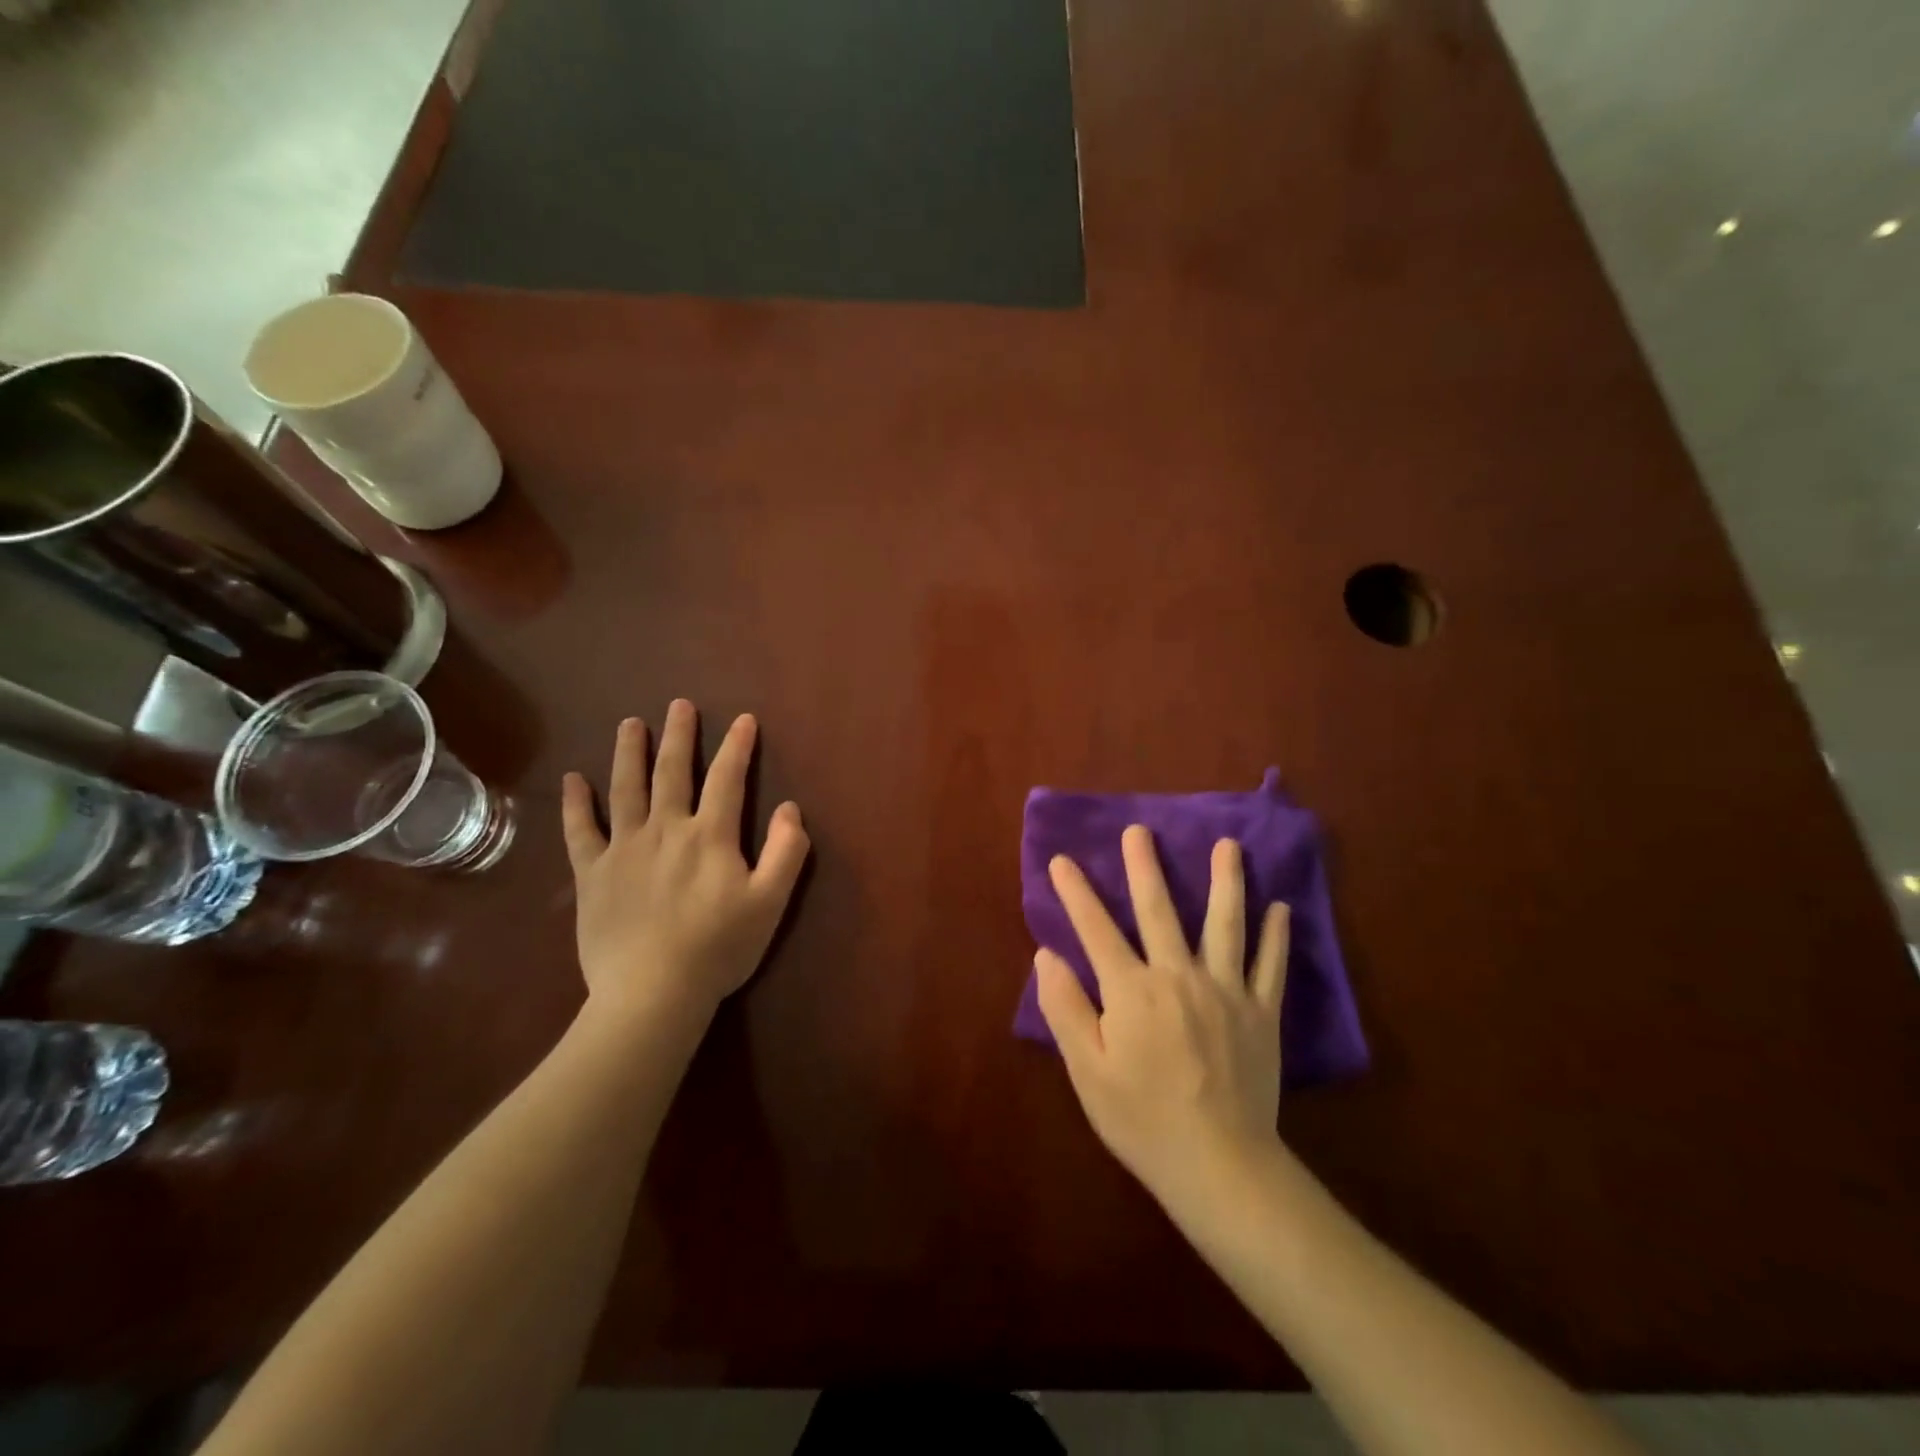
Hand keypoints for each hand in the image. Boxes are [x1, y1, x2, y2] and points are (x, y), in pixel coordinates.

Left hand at [561, 700, 809, 1026]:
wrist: (652, 993)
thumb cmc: (718, 948)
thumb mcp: (770, 902)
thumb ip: (787, 852)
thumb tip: (791, 808)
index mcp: (710, 836)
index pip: (727, 779)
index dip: (738, 747)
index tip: (744, 719)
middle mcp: (665, 829)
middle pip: (672, 772)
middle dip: (679, 735)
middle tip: (679, 705)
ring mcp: (624, 849)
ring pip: (625, 789)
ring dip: (629, 753)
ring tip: (630, 724)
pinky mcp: (592, 874)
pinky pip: (579, 831)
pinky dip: (575, 804)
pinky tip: (573, 780)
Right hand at [1036, 826, 1289, 1201]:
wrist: (1220, 1166)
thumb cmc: (1142, 1120)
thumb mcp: (1088, 1072)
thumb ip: (1065, 1008)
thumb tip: (1047, 954)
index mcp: (1131, 991)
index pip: (1096, 930)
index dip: (1075, 893)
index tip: (1061, 860)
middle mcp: (1178, 976)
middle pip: (1159, 911)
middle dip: (1145, 867)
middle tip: (1140, 830)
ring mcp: (1225, 991)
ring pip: (1225, 925)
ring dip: (1226, 881)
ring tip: (1228, 845)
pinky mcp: (1261, 1013)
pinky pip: (1270, 966)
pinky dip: (1276, 936)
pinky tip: (1280, 908)